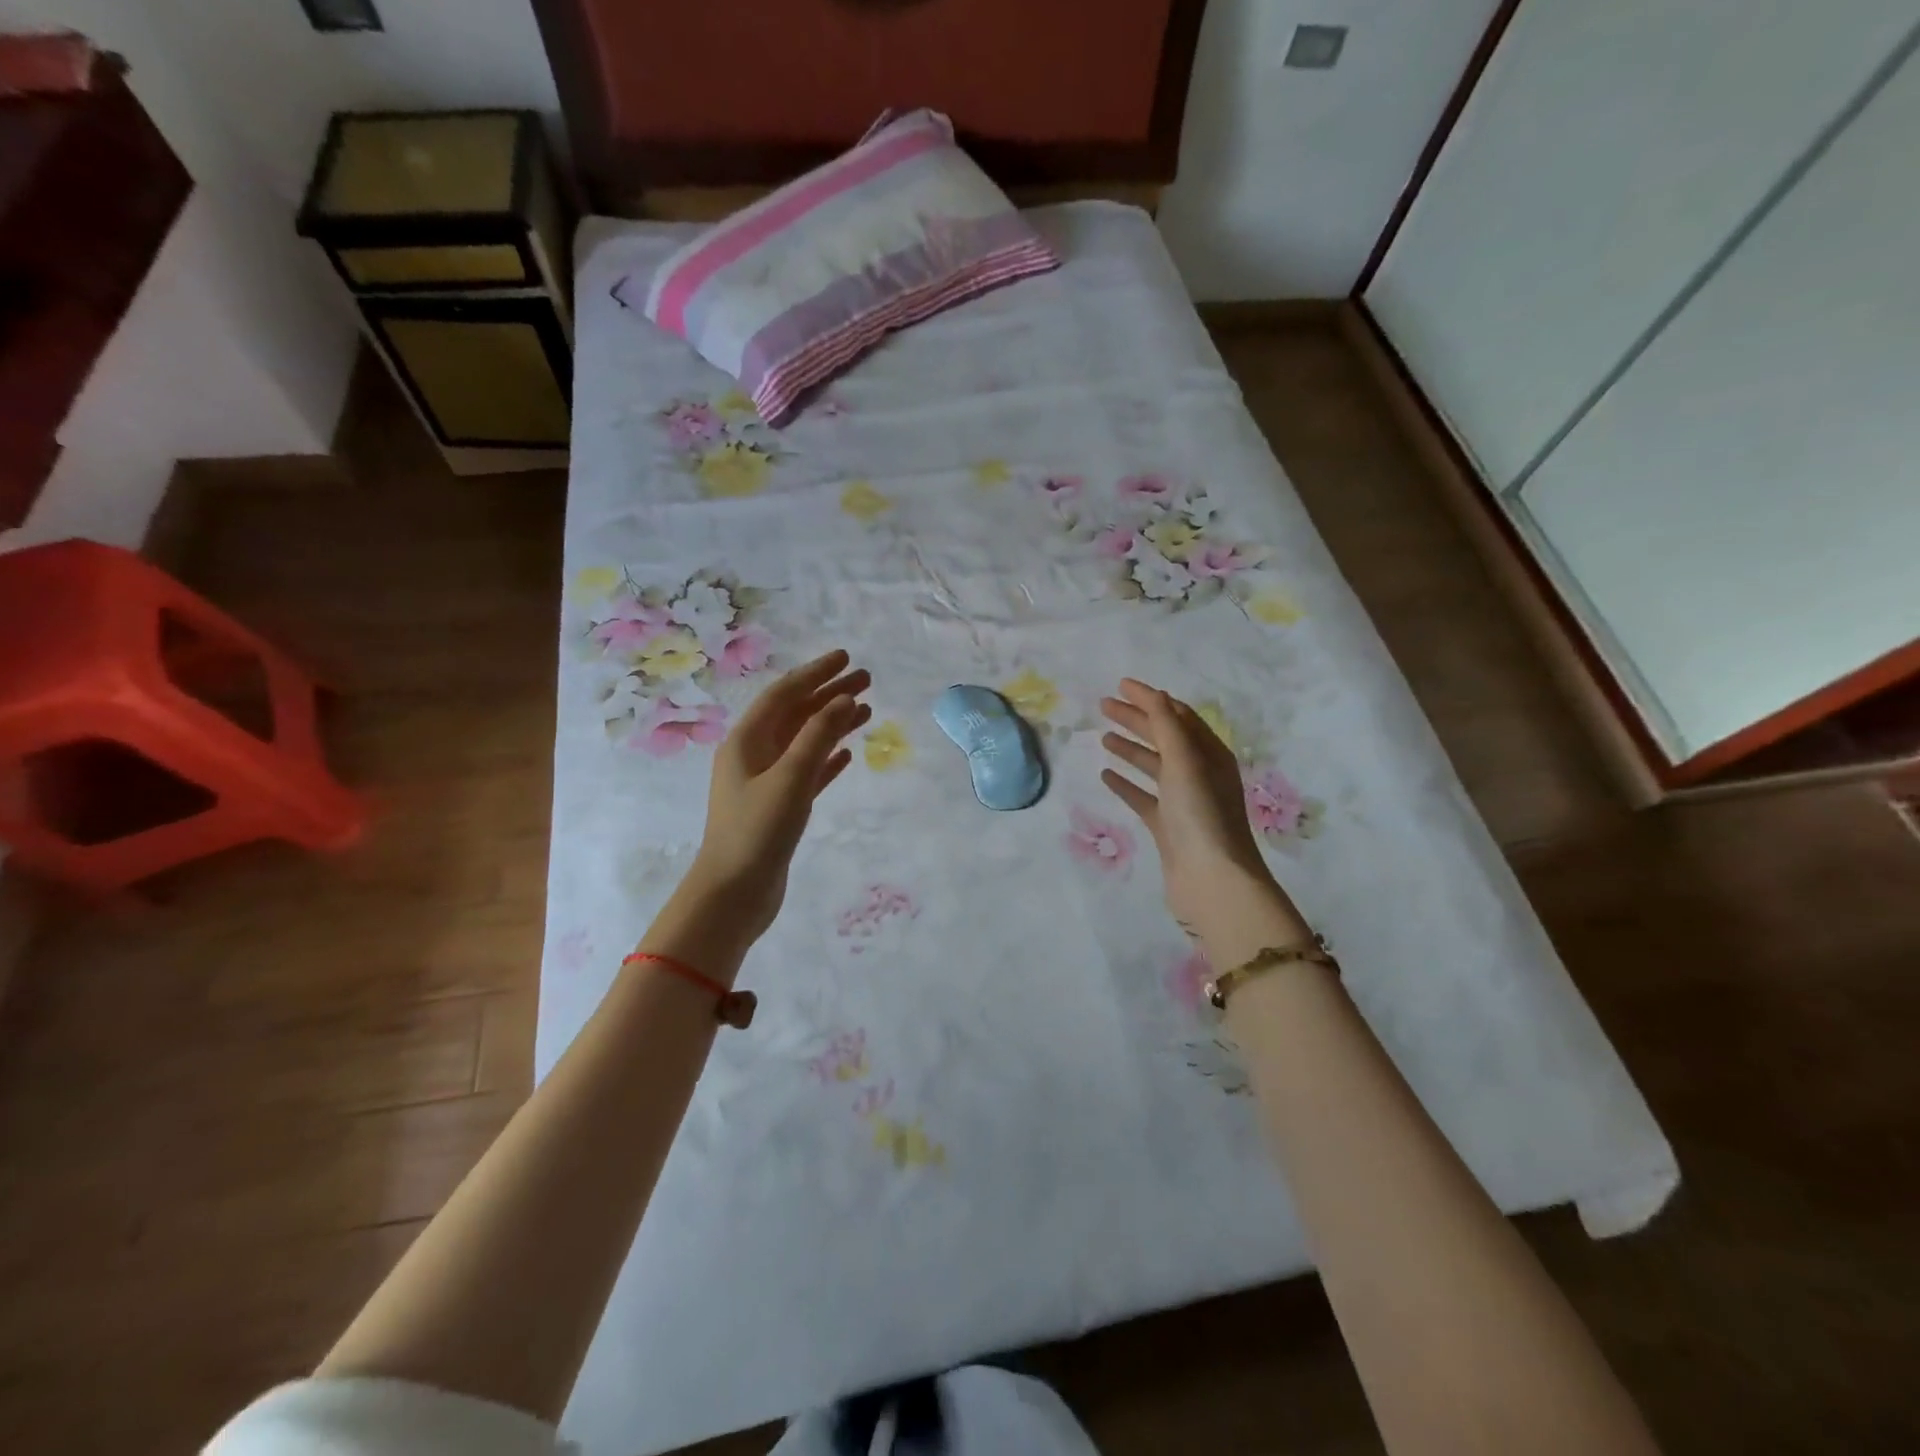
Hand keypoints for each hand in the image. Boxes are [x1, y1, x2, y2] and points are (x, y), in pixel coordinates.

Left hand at [686, 649, 870, 940]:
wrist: (733, 894)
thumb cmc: (757, 831)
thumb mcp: (790, 779)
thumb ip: (818, 736)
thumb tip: (844, 699)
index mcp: (746, 741)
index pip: (784, 694)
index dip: (815, 673)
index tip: (846, 658)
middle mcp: (754, 755)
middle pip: (796, 714)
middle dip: (829, 694)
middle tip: (867, 680)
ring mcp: (766, 782)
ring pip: (805, 741)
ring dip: (833, 724)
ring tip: (867, 710)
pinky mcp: (779, 807)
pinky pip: (808, 772)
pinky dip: (827, 759)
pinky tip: (848, 754)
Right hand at [1099, 678, 1307, 953]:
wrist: (1211, 880)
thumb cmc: (1201, 815)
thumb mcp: (1185, 762)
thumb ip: (1167, 726)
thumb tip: (1154, 694)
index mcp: (1210, 754)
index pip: (1178, 716)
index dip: (1151, 699)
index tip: (1121, 685)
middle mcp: (1199, 774)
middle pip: (1164, 737)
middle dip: (1136, 719)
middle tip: (1103, 706)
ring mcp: (1183, 802)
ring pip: (1153, 766)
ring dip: (1130, 749)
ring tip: (1103, 736)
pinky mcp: (1167, 827)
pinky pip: (1143, 797)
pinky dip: (1126, 784)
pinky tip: (1106, 775)